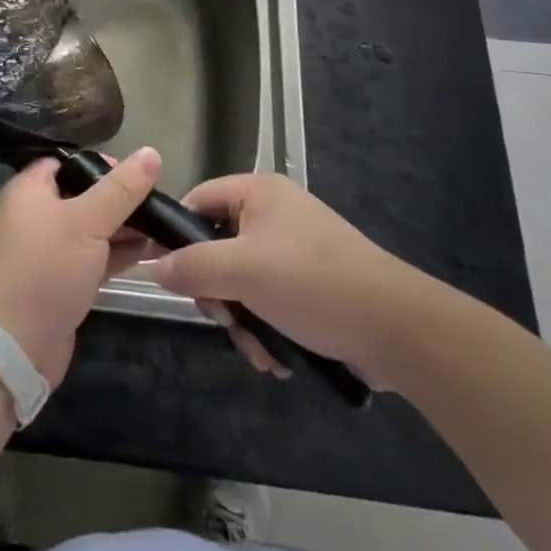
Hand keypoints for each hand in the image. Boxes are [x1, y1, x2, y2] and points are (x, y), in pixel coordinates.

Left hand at [0, 149, 161, 386]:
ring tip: (162, 228)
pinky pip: (92, 258)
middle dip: (120, 199)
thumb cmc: (46, 267)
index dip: (100, 164)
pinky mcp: (60, 283)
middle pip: (83, 196)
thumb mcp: (87, 220)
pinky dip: (116, 254)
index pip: (66, 162)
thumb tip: (151, 152)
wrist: (14, 345)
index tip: (136, 173)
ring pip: (91, 230)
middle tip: (157, 202)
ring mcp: (47, 252)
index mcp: (30, 190)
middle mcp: (35, 216)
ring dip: (123, 229)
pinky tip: (149, 253)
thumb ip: (121, 189)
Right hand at [149, 174, 439, 390]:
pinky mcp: (313, 284)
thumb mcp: (242, 271)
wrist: (396, 327)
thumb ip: (192, 266)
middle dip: (218, 293)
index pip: (198, 200)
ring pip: (242, 282)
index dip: (176, 235)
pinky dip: (267, 329)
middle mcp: (275, 213)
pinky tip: (279, 357)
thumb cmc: (311, 283)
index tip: (167, 275)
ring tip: (261, 350)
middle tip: (225, 318)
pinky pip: (270, 300)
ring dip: (244, 321)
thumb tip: (153, 267)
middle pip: (218, 247)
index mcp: (258, 192)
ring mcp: (296, 250)